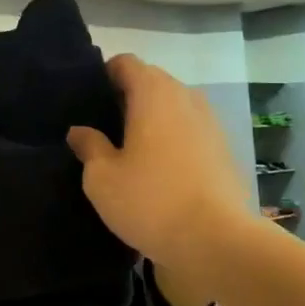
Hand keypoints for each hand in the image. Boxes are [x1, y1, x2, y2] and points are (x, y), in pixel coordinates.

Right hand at [66, 54, 256, 304]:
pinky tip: (160, 169)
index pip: (126, 63)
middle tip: (104, 127)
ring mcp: (210, 122)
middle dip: (128, 97)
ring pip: (174, 106)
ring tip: (131, 149)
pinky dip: (173, 138)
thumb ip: (89, 147)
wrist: (218, 242)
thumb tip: (80, 131)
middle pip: (152, 82)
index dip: (105, 75)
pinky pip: (190, 130)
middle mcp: (185, 97)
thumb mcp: (102, 178)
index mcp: (153, 93)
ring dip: (153, 119)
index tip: (89, 100)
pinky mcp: (225, 149)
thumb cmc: (151, 201)